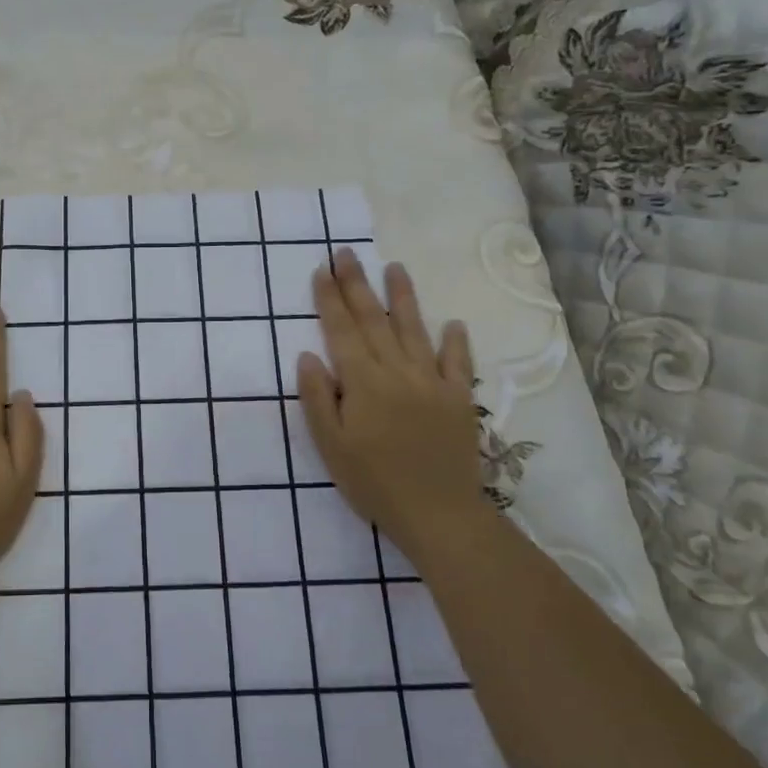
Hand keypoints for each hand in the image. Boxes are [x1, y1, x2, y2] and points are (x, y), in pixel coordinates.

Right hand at [296, 250, 494, 561]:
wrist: (439, 513)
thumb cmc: (374, 482)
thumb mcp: (331, 446)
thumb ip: (319, 398)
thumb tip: (309, 355)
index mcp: (364, 382)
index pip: (342, 330)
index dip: (330, 299)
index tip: (321, 270)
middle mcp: (398, 371)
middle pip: (375, 320)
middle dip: (358, 284)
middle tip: (346, 253)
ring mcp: (432, 382)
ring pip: (415, 330)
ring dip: (404, 297)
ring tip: (395, 267)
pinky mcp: (459, 399)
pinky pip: (458, 362)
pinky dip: (455, 341)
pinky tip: (453, 322)